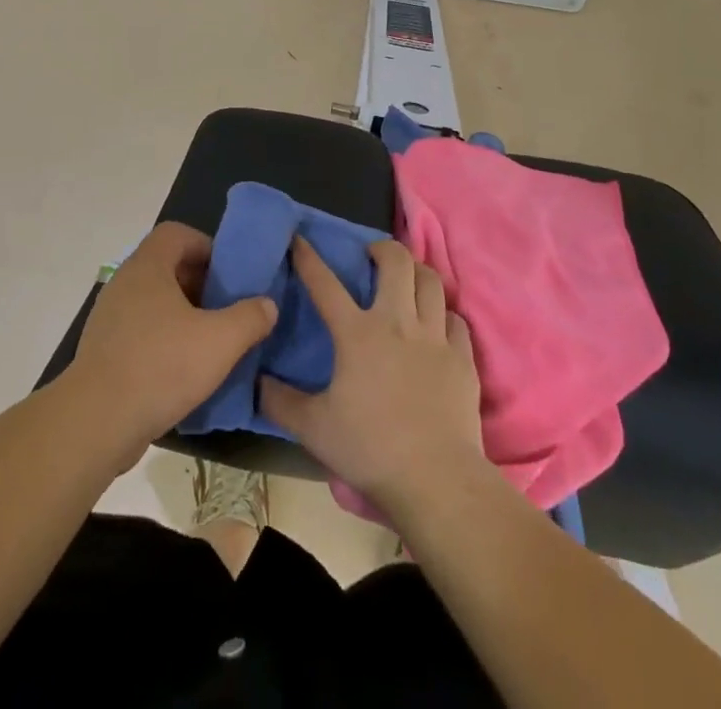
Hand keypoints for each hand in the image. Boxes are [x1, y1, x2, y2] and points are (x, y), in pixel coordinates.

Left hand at [68, 222, 277, 453]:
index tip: (229, 274)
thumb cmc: (161, 366)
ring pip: (154, 301)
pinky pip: (140, 330)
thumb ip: (249, 318)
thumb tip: (267, 304)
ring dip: (183, 314)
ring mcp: (110, 316)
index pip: (176, 233)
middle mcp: (125, 282)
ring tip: (210, 341)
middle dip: (200, 283)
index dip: (206, 246)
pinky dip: (164, 339)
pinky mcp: (104, 349)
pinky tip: (184, 370)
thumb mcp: (220, 341)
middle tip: (226, 309)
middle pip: (167, 266)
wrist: (97, 421)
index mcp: (148, 266)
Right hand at [260, 237, 486, 514]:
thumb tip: (257, 382)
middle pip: (396, 261)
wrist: (436, 480)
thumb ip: (280, 402)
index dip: (309, 258)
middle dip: (382, 248)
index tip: (300, 239)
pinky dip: (443, 315)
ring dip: (416, 273)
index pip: (325, 284)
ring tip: (406, 281)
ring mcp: (435, 337)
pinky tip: (437, 326)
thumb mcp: (313, 429)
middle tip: (371, 257)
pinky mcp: (463, 358)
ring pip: (430, 282)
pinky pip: (455, 319)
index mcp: (356, 333)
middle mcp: (397, 323)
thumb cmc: (370, 449)